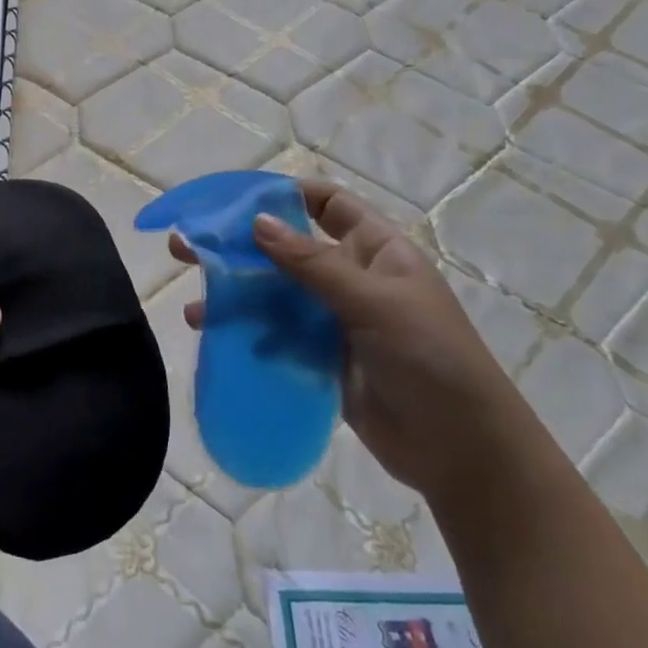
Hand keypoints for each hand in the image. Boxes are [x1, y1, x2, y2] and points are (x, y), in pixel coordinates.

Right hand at [172, 180, 533, 507]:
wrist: (461, 450)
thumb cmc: (430, 358)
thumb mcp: (373, 302)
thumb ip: (312, 264)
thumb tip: (257, 221)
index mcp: (376, 250)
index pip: (328, 205)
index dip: (285, 197)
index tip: (234, 202)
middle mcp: (351, 279)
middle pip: (288, 250)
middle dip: (240, 247)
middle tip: (187, 247)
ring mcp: (335, 321)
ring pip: (275, 296)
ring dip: (235, 296)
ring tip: (194, 307)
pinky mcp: (321, 360)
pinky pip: (276, 336)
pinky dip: (247, 333)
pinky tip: (215, 337)